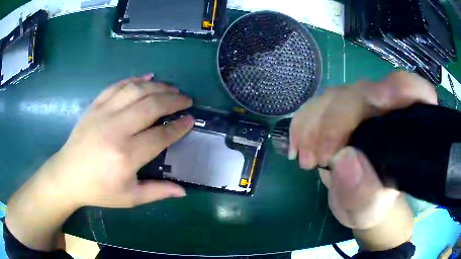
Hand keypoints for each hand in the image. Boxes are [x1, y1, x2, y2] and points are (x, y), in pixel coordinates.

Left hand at [6, 74, 193, 249]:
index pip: (160, 135)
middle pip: (151, 106)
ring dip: (157, 86)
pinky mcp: (94, 106)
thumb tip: (183, 190)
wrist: (68, 175)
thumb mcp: (129, 198)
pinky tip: (147, 77)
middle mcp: (116, 129)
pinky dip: (134, 79)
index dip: (178, 127)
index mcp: (126, 155)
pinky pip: (117, 86)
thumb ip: (157, 192)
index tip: (190, 120)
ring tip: (171, 87)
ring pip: (135, 90)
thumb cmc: (99, 190)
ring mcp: (103, 113)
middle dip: (173, 100)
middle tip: (186, 100)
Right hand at [290, 72, 435, 248]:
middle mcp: (386, 108)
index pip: (413, 91)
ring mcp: (361, 105)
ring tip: (306, 160)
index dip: (400, 87)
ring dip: (314, 125)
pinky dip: (302, 123)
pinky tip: (297, 146)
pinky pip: (316, 105)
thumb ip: (365, 192)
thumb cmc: (373, 205)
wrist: (358, 200)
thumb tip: (343, 159)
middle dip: (337, 121)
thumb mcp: (371, 208)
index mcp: (408, 127)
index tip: (379, 101)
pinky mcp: (339, 110)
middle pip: (364, 93)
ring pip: (336, 96)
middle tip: (317, 158)